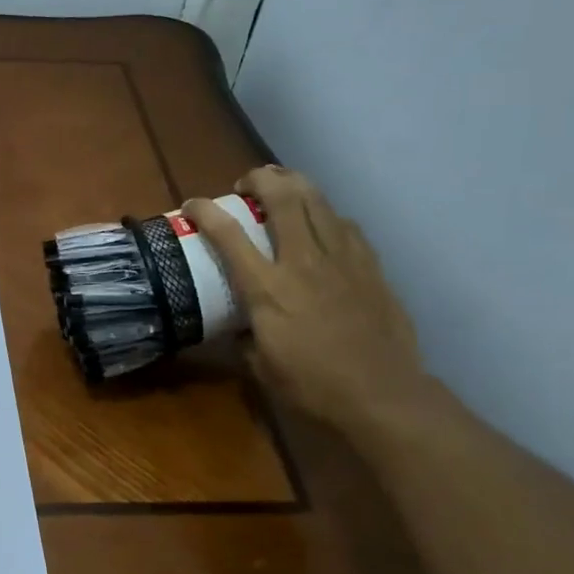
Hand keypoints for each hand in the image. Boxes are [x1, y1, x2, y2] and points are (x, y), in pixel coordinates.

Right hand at [186, 167, 429, 430]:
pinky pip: (345, 225)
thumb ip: (245, 336)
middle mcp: (302, 262)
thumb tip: (239, 326)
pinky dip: (327, 215)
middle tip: (247, 184)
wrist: (381, 394)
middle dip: (259, 179)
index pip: (229, 235)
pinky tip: (324, 223)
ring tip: (282, 186)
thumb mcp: (261, 365)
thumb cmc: (312, 386)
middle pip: (281, 198)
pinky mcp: (369, 266)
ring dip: (295, 184)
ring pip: (317, 201)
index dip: (206, 211)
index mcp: (267, 288)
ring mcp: (341, 259)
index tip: (192, 204)